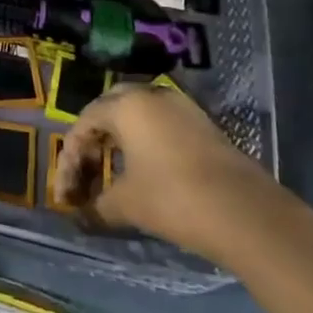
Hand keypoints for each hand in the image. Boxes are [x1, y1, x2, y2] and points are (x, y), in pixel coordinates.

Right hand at [51, 81, 275, 261]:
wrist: (246, 213)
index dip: (69, 160)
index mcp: (126, 106)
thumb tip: (82, 216)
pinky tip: (143, 172)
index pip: (83, 124)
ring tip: (111, 173)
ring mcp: (181, 107)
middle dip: (92, 140)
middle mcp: (151, 96)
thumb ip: (97, 205)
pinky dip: (144, 143)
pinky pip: (161, 125)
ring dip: (119, 141)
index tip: (66, 195)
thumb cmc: (174, 199)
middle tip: (86, 171)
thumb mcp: (127, 204)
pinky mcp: (203, 125)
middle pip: (109, 110)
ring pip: (137, 116)